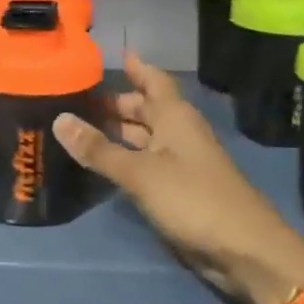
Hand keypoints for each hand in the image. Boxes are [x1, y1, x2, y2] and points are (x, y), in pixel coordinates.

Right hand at [53, 52, 303, 303]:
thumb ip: (99, 149)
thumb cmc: (193, 199)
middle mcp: (179, 133)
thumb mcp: (139, 172)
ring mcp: (180, 162)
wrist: (243, 249)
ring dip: (117, 132)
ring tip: (80, 126)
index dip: (136, 67)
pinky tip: (102, 163)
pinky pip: (145, 163)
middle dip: (117, 103)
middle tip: (78, 97)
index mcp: (175, 117)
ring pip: (144, 137)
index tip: (115, 53)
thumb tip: (60, 119)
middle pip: (146, 109)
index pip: (153, 81)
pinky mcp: (178, 190)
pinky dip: (124, 158)